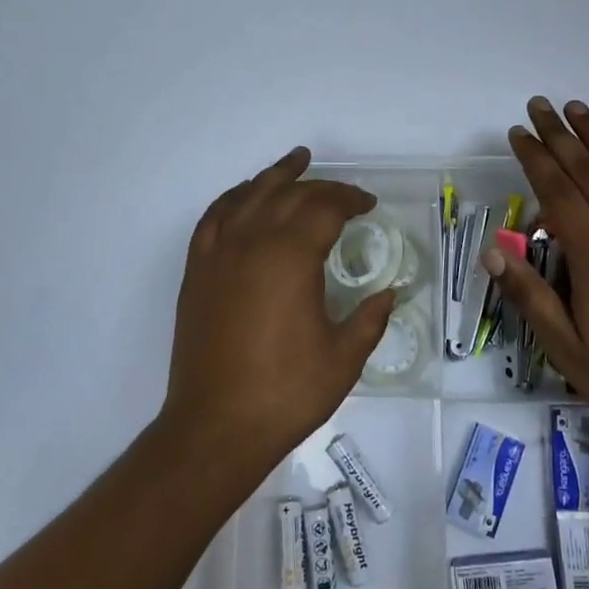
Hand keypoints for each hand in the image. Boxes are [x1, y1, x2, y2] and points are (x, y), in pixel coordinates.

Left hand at [163, 147, 395, 477]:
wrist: (216, 426)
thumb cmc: (286, 393)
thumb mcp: (344, 358)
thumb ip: (371, 318)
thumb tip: (390, 293)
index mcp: (291, 257)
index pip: (324, 208)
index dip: (350, 199)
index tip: (368, 204)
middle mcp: (253, 242)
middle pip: (289, 195)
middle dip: (321, 187)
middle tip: (345, 194)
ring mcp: (219, 254)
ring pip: (249, 195)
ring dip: (275, 176)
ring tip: (296, 161)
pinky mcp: (197, 271)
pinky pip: (214, 218)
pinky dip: (233, 198)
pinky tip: (244, 197)